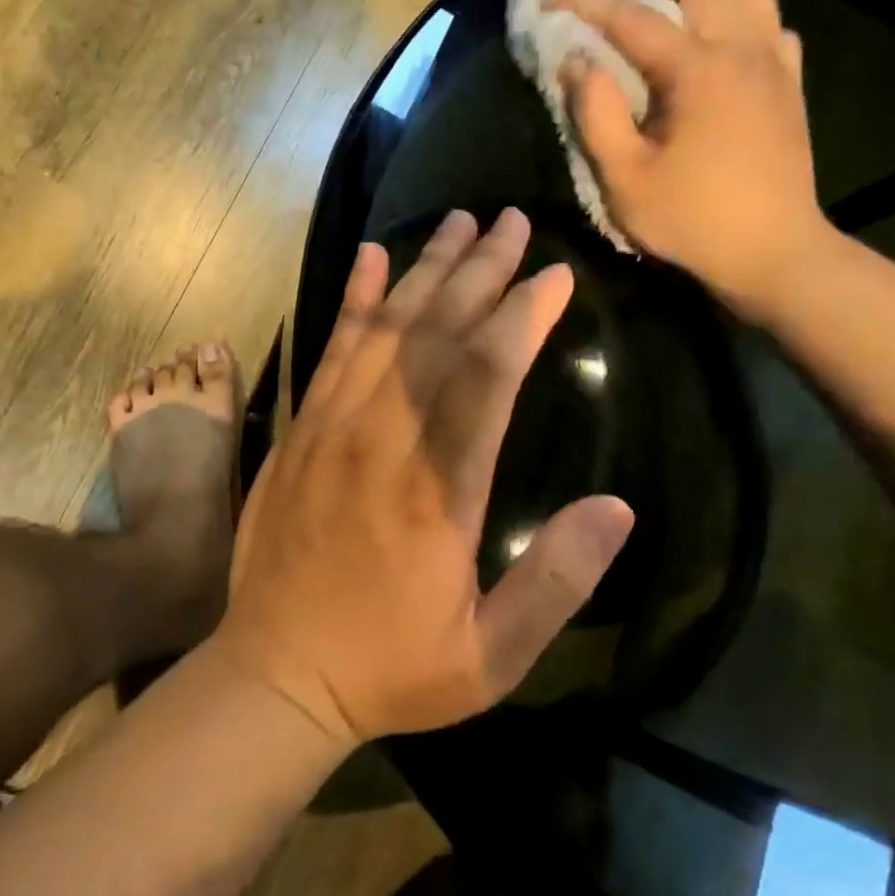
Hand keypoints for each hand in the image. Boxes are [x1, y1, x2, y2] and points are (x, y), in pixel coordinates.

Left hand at [213, 208, 635, 746]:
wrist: (276, 675)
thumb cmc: (391, 669)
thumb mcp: (491, 657)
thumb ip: (556, 582)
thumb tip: (618, 508)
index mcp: (438, 491)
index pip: (488, 378)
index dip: (523, 318)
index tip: (555, 275)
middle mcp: (384, 442)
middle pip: (438, 335)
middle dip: (481, 271)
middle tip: (513, 220)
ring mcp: (333, 430)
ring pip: (386, 329)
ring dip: (426, 270)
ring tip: (459, 220)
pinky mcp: (301, 432)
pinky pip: (330, 350)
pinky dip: (353, 300)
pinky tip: (371, 258)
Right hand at [550, 0, 831, 320]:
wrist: (773, 253)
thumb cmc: (693, 221)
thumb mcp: (626, 179)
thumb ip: (596, 115)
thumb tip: (577, 63)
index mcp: (698, 69)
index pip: (633, 16)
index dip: (587, 3)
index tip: (552, 1)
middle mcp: (743, 48)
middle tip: (613, 2)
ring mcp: (774, 62)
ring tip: (666, 14)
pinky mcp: (790, 83)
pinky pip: (768, 21)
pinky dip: (736, 16)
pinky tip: (714, 47)